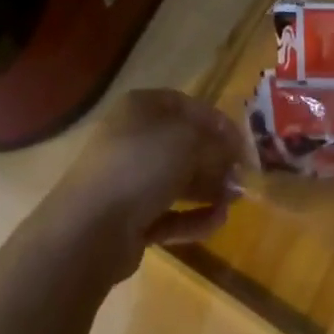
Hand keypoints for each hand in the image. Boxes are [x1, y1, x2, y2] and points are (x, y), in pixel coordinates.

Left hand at [39, 89, 248, 280]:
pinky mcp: (128, 218)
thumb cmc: (142, 165)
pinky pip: (167, 213)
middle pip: (183, 145)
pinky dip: (192, 217)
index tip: (242, 143)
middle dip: (215, 160)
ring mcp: (128, 180)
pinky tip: (217, 222)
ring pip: (176, 180)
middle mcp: (133, 138)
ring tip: (234, 201)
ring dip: (208, 188)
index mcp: (142, 107)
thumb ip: (216, 144)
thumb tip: (233, 156)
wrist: (90, 227)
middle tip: (241, 176)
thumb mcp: (189, 142)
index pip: (187, 106)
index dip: (217, 122)